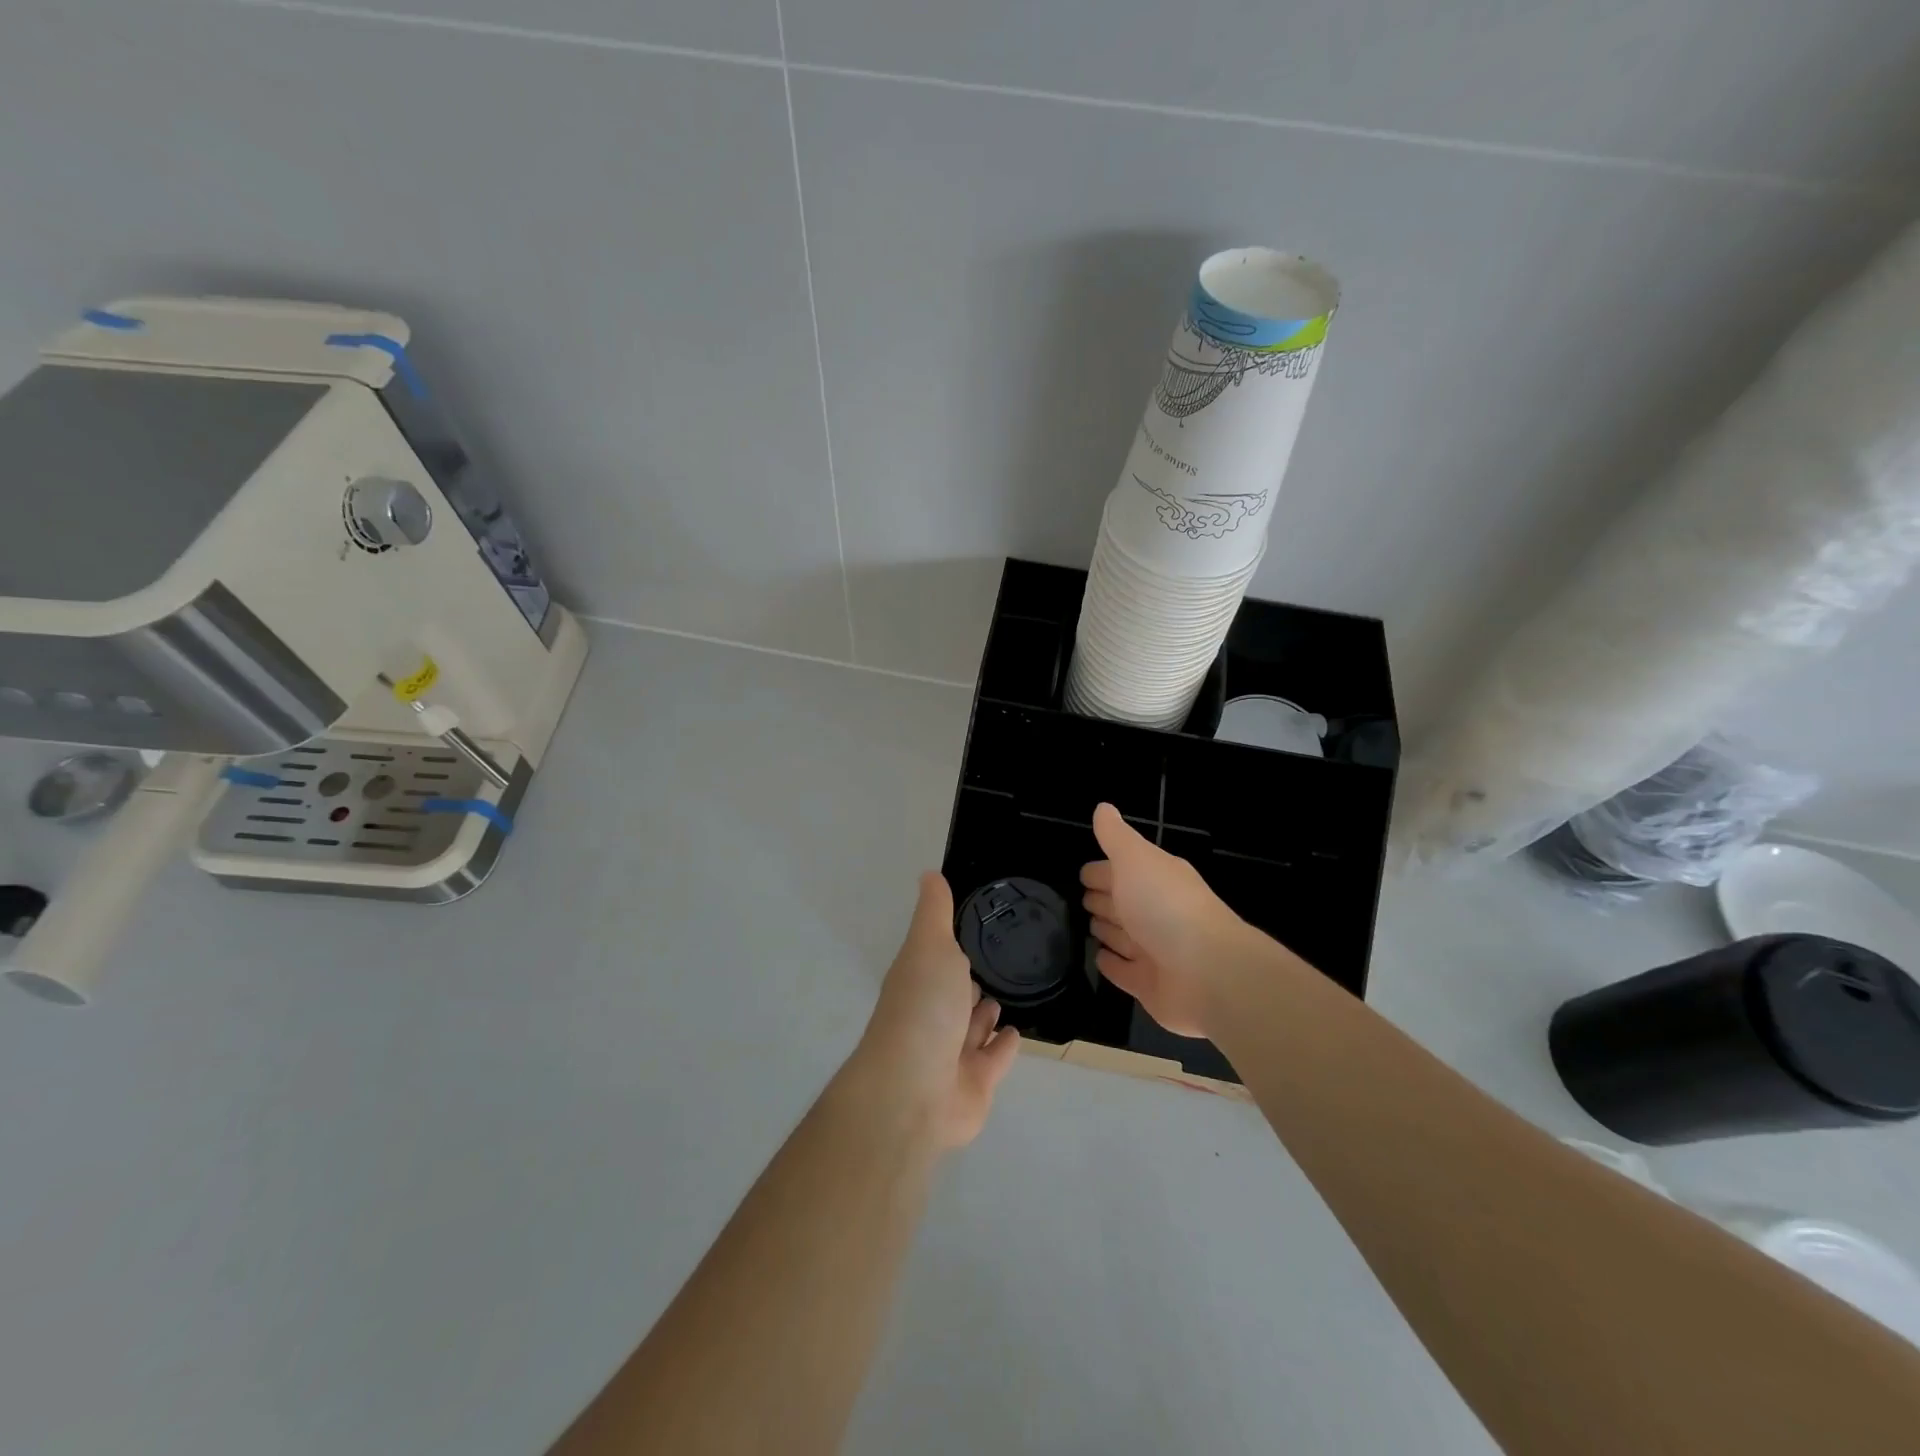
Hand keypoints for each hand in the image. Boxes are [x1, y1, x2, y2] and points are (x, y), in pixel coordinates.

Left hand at [854, 873, 1021, 1149]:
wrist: (915, 1093)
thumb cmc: (923, 1008)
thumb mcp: (930, 946)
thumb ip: (935, 912)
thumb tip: (928, 873)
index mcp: (917, 981)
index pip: (936, 958)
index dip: (950, 945)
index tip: (974, 926)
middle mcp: (931, 1016)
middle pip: (953, 994)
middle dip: (969, 981)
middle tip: (995, 964)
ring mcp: (952, 1054)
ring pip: (972, 1027)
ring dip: (985, 1013)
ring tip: (1004, 995)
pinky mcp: (975, 1085)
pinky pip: (993, 1059)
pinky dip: (1003, 1046)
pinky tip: (1016, 1032)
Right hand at [1081, 802, 1249, 1036]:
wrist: (1208, 973)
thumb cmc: (1166, 907)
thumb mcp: (1136, 859)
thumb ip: (1116, 836)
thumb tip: (1103, 807)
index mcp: (1156, 879)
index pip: (1122, 870)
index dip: (1101, 870)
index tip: (1080, 875)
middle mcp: (1157, 912)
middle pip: (1123, 902)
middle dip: (1103, 898)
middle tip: (1078, 901)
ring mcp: (1154, 950)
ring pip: (1123, 936)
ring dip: (1106, 930)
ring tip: (1086, 927)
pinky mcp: (1150, 984)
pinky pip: (1124, 971)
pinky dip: (1111, 964)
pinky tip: (1098, 957)